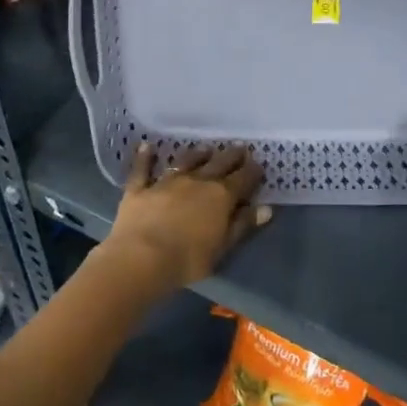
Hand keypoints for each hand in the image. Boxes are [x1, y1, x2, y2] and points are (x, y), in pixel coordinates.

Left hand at [102, 142, 270, 297]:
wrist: (142, 257)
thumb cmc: (188, 259)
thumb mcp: (222, 248)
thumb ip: (242, 226)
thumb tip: (266, 208)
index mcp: (220, 196)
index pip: (242, 179)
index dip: (252, 171)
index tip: (259, 165)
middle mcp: (196, 181)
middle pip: (218, 163)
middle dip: (231, 155)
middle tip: (240, 147)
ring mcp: (166, 181)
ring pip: (185, 161)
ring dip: (197, 153)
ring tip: (205, 148)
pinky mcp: (140, 188)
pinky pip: (143, 169)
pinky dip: (145, 157)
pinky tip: (146, 146)